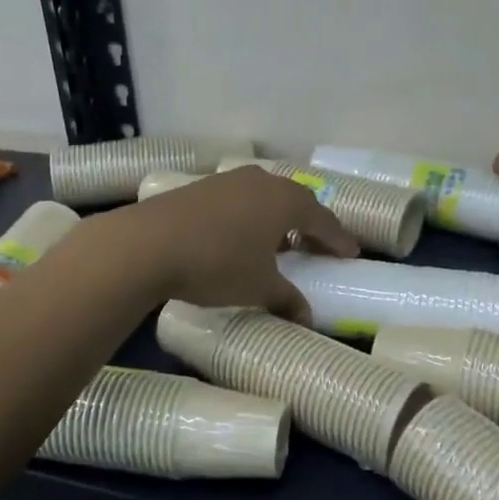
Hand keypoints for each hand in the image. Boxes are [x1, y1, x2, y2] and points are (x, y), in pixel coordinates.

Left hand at [94, 166, 357, 319]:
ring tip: (281, 242)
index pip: (322, 219)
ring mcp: (228, 180)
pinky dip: (251, 216)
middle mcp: (261, 182)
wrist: (148, 244)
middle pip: (296, 201)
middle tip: (319, 246)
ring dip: (278, 218)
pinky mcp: (201, 187)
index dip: (338, 239)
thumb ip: (287, 299)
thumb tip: (307, 319)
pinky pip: (240, 199)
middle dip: (310, 225)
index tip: (351, 253)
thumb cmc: (217, 263)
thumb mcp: (258, 287)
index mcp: (285, 201)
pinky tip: (242, 235)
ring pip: (265, 196)